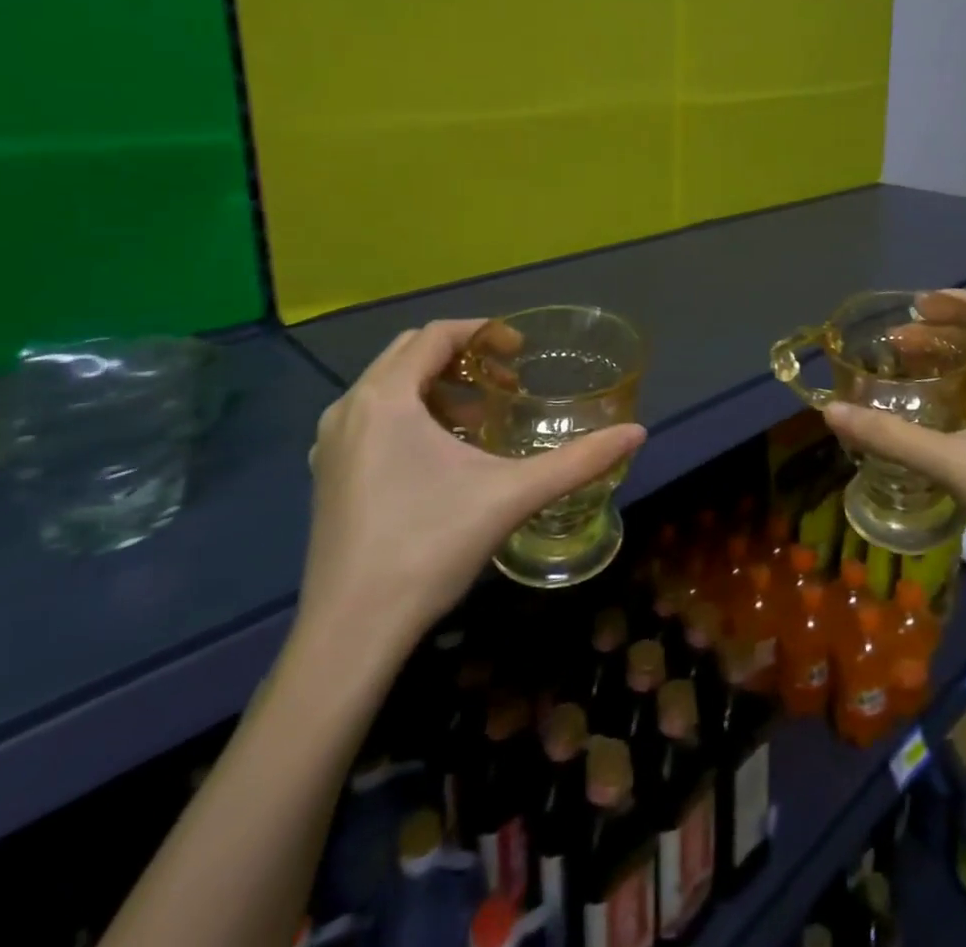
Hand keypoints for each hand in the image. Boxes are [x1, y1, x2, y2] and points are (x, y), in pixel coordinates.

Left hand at [295, 320, 645, 672]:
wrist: (350, 632)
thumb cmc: (429, 547)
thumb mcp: (512, 495)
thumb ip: (579, 460)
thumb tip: (637, 433)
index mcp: (385, 398)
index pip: (435, 334)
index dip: (483, 332)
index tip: (521, 353)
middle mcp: (349, 408)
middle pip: (409, 353)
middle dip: (462, 357)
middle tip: (506, 384)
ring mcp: (330, 442)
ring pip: (388, 386)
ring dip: (437, 387)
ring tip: (481, 418)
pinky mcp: (328, 473)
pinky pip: (372, 417)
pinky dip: (411, 413)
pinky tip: (442, 455)